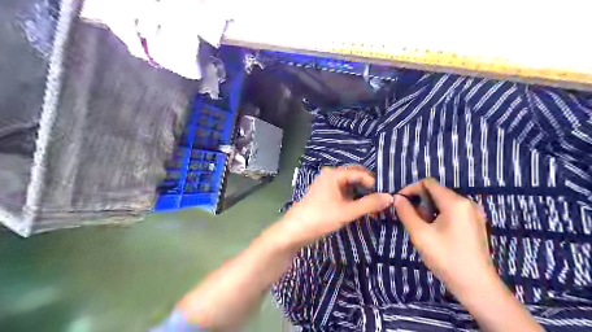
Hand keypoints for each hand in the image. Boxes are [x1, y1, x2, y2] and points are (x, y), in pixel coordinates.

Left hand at [282, 166, 391, 245]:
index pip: (360, 172)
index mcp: (334, 174)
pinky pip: (345, 193)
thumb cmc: (320, 218)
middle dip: (370, 188)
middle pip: (356, 177)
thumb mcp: (347, 211)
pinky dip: (354, 200)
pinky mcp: (327, 194)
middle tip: (383, 200)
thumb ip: (369, 204)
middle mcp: (331, 175)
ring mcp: (328, 185)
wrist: (295, 230)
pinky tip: (363, 209)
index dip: (375, 183)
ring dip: (363, 195)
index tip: (387, 195)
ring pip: (351, 186)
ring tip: (376, 207)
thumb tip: (390, 197)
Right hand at [395, 178, 495, 297]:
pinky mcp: (475, 224)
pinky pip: (452, 211)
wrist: (476, 286)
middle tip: (411, 220)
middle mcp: (467, 203)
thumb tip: (397, 198)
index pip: (428, 183)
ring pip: (443, 202)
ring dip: (428, 210)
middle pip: (436, 192)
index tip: (399, 202)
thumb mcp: (420, 234)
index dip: (411, 189)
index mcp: (455, 202)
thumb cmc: (446, 258)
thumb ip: (406, 212)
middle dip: (419, 202)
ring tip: (422, 228)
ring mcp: (473, 213)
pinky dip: (439, 216)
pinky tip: (435, 232)